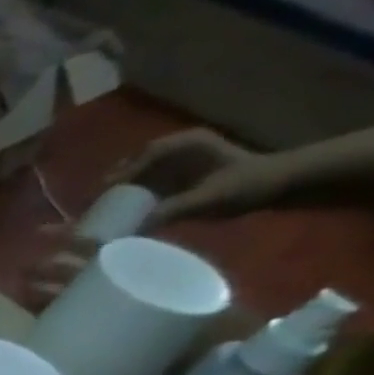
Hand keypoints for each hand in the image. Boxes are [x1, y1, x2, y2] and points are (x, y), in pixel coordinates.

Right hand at [110, 128, 272, 225]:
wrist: (279, 183)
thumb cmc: (248, 185)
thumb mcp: (209, 199)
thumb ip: (172, 210)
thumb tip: (132, 229)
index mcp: (186, 145)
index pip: (144, 157)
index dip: (120, 176)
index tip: (100, 196)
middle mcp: (177, 148)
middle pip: (135, 164)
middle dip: (114, 184)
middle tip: (93, 206)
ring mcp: (177, 161)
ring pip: (137, 174)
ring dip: (120, 191)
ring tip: (102, 211)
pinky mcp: (177, 175)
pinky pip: (146, 183)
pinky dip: (131, 196)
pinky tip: (121, 211)